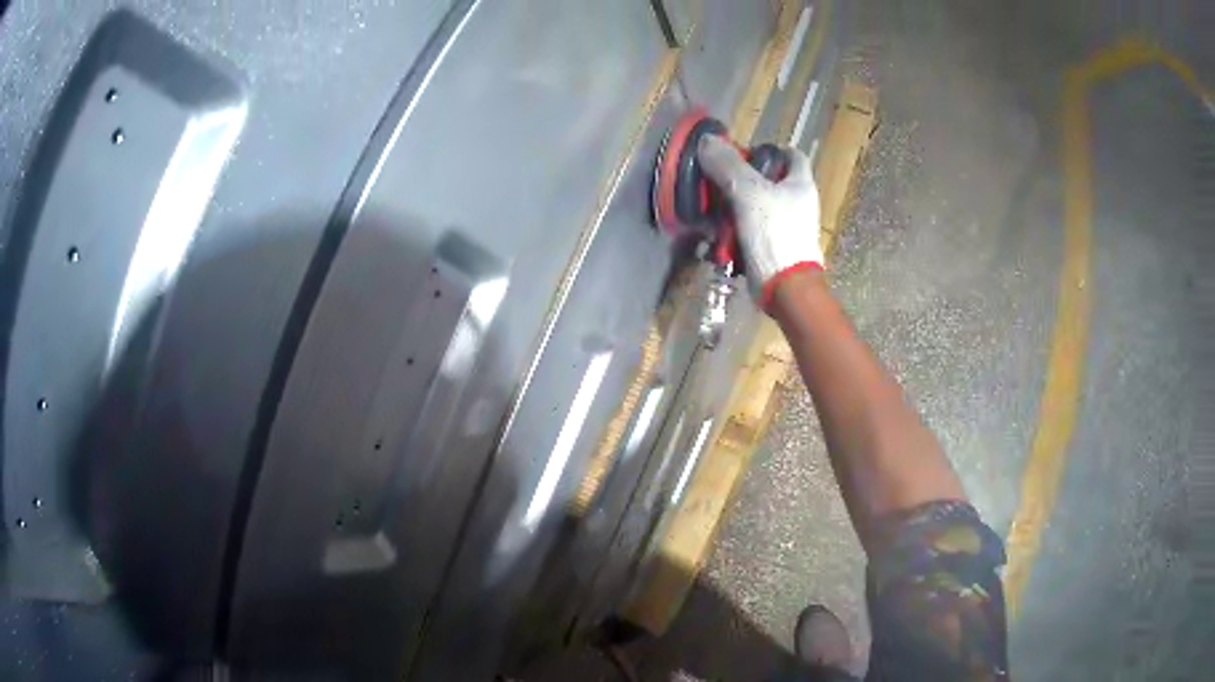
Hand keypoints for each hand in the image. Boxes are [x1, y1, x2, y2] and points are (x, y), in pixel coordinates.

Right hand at [697, 135, 823, 309]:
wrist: (785, 287)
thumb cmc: (775, 232)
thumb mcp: (748, 192)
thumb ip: (728, 166)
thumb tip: (708, 141)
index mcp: (801, 184)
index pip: (790, 155)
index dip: (769, 150)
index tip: (745, 153)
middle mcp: (798, 203)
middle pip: (769, 181)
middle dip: (742, 179)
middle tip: (718, 179)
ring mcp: (787, 227)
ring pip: (756, 206)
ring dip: (733, 206)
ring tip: (711, 207)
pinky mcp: (774, 247)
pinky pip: (751, 230)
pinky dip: (735, 230)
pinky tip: (717, 233)